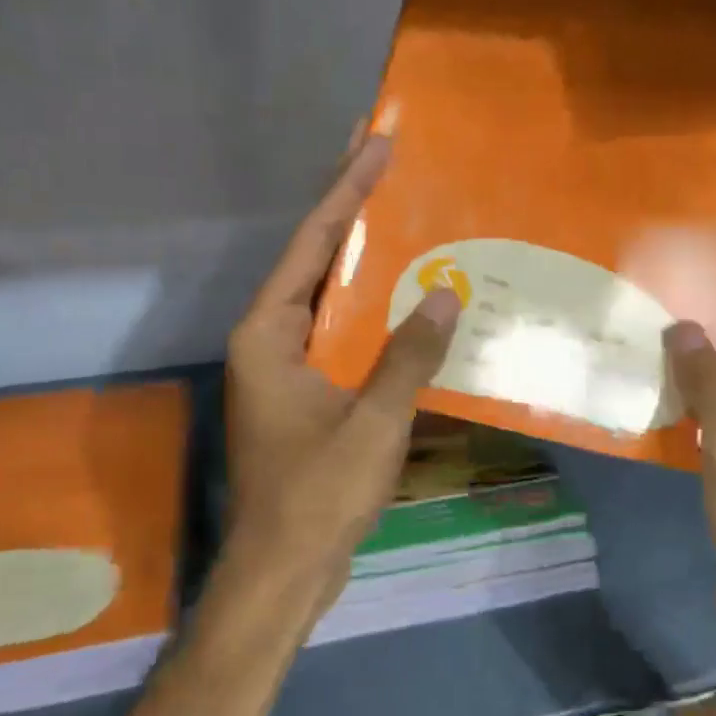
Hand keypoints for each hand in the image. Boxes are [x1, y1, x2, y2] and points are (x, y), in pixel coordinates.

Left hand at [220, 132, 461, 629]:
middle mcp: (271, 338)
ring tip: (404, 213)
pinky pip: (343, 333)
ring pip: (330, 296)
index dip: (345, 190)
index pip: (311, 243)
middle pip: (315, 259)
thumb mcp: (372, 422)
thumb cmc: (317, 495)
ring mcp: (287, 366)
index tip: (375, 144)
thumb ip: (408, 356)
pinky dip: (373, 310)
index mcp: (268, 332)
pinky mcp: (308, 391)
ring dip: (365, 259)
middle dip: (351, 210)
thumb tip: (447, 295)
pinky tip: (409, 297)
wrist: (285, 571)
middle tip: (388, 162)